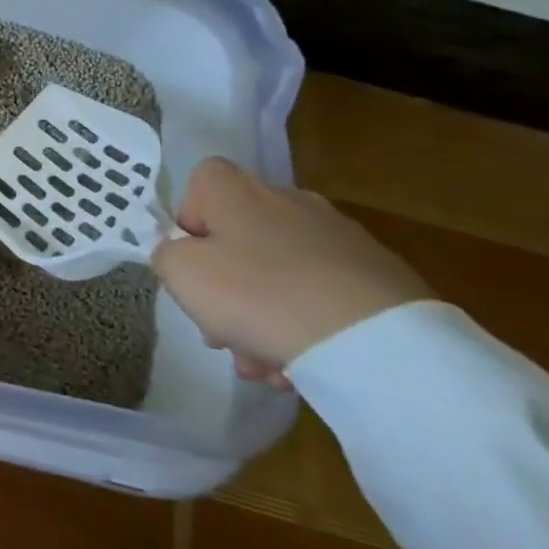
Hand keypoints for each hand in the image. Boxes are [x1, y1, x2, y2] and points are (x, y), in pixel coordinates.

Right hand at [150, 157, 429, 383]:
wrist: (374, 342)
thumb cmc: (257, 294)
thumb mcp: (181, 273)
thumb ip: (167, 255)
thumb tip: (181, 254)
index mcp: (238, 191)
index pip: (202, 182)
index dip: (190, 220)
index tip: (192, 261)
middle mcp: (289, 201)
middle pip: (241, 236)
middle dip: (226, 286)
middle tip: (221, 332)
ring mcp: (340, 238)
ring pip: (281, 273)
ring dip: (263, 315)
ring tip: (264, 366)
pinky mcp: (381, 277)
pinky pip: (324, 295)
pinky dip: (307, 324)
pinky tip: (302, 366)